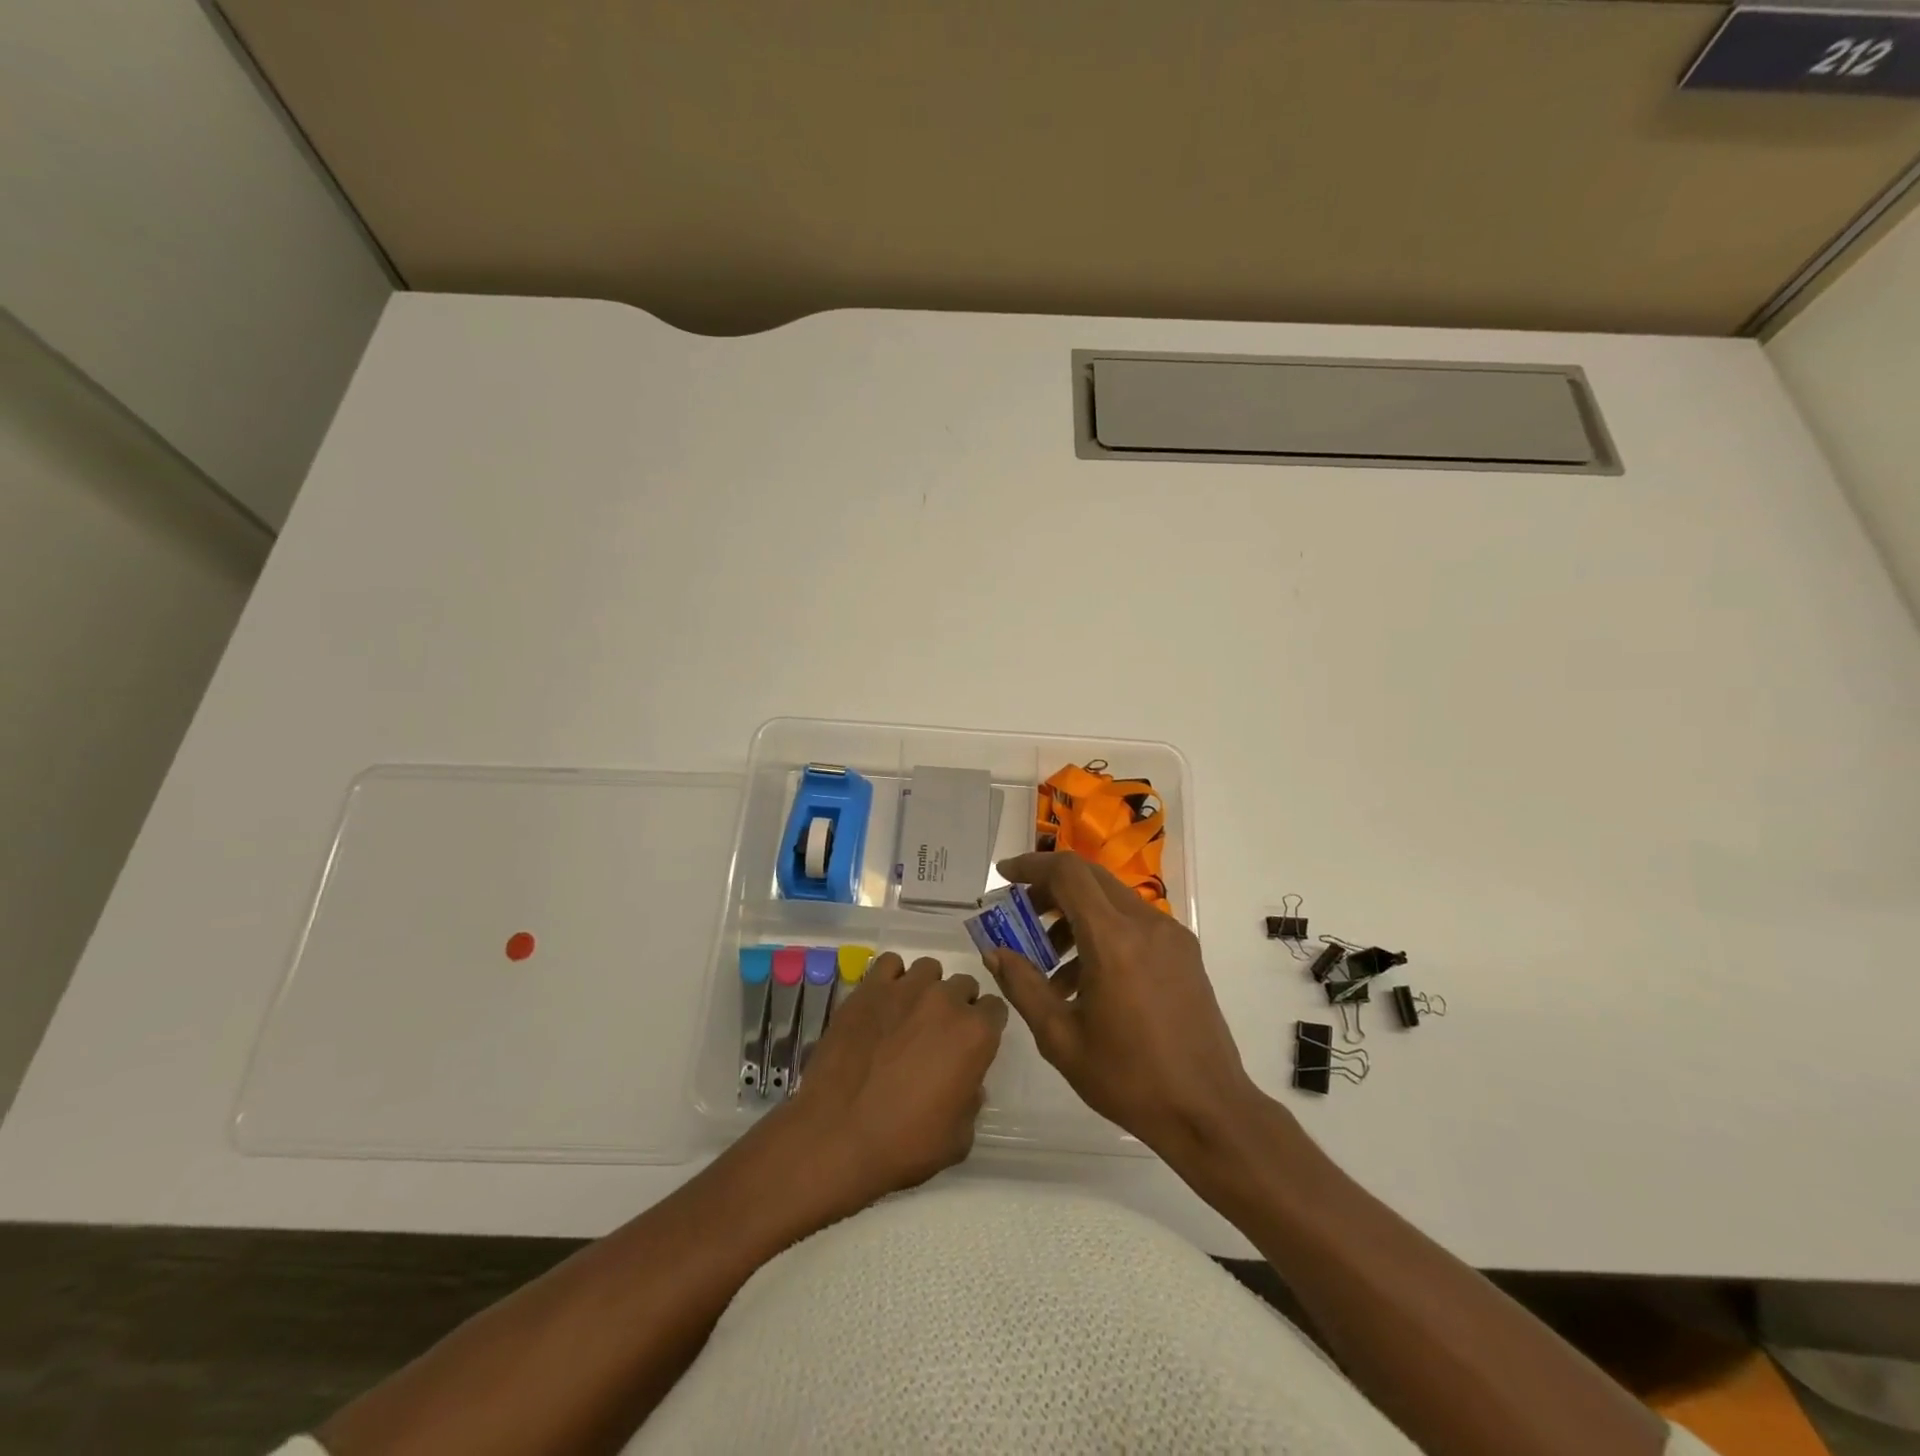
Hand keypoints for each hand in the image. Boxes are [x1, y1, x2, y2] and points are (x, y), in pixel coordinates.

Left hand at [783, 952, 1007, 1204]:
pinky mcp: (868, 988)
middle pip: (963, 985)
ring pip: (929, 970)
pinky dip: (892, 978)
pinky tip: (884, 1002)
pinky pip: (890, 964)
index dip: (986, 1027)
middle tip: (939, 1035)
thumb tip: (966, 1084)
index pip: (996, 1009)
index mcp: (975, 1034)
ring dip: (927, 988)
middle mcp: (944, 1000)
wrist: (836, 1135)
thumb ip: (971, 1101)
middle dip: (958, 1006)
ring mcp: (904, 989)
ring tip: (910, 1015)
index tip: (973, 1045)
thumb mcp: (958, 1139)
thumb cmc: (904, 1144)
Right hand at [981, 852, 1260, 1154]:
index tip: (1004, 877)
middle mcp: (1146, 923)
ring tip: (1049, 959)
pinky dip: (1103, 931)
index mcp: (1114, 939)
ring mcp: (1171, 935)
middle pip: (1090, 878)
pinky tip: (1086, 978)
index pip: (1068, 873)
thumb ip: (1023, 986)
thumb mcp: (1061, 1038)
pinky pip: (1134, 923)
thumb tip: (994, 952)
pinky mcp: (1184, 952)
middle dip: (1050, 889)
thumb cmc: (1129, 1078)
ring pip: (1112, 899)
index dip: (1032, 866)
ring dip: (1076, 913)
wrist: (1209, 1111)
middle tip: (1021, 916)